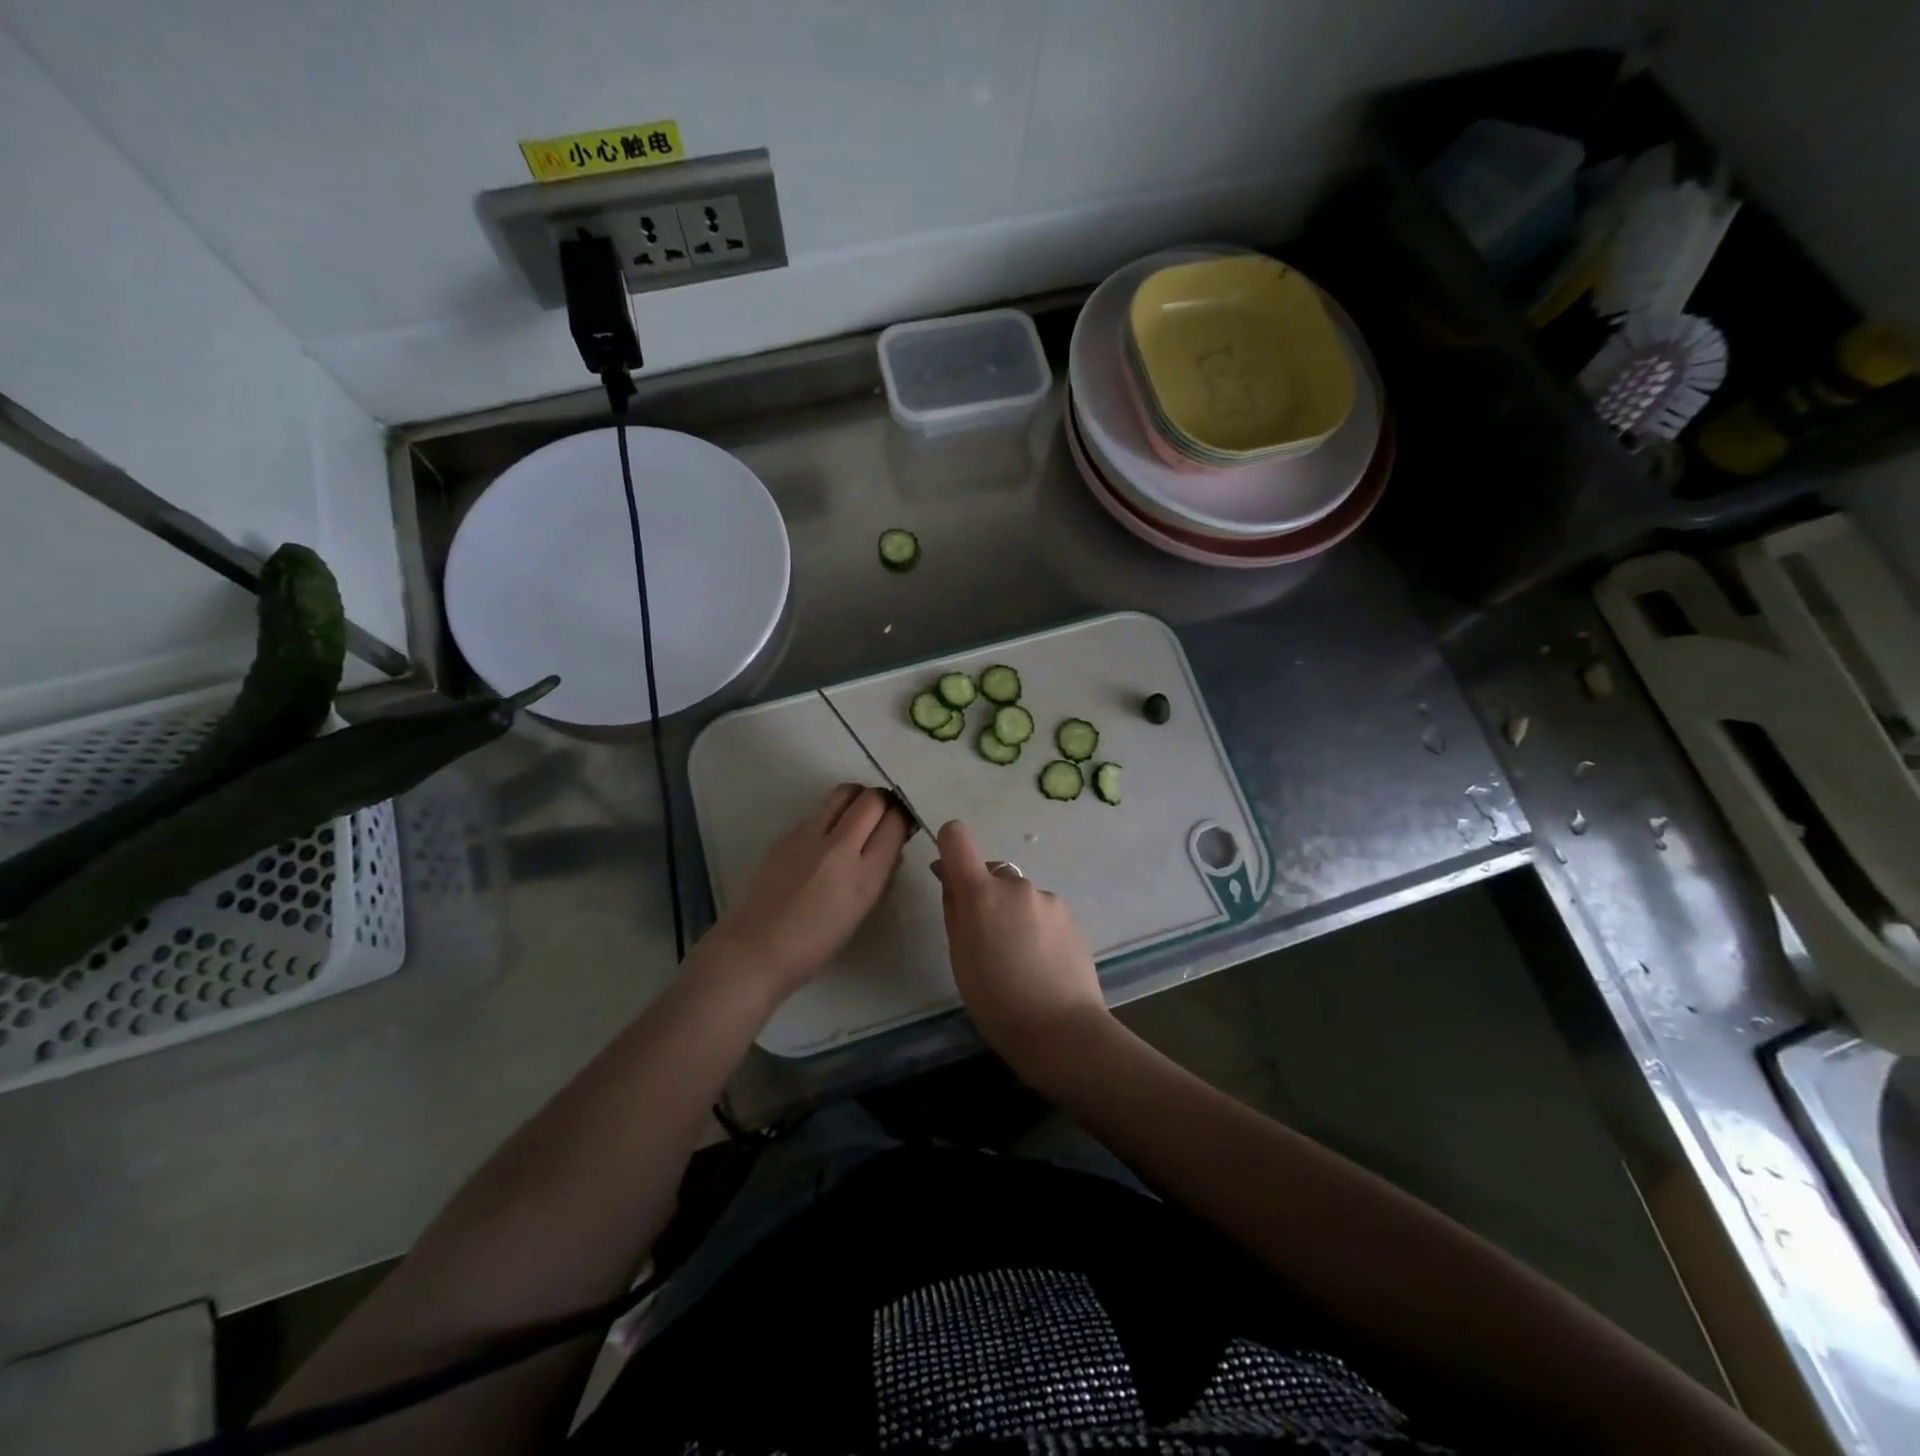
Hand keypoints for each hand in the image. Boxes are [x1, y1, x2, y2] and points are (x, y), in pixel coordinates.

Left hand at [699, 784, 911, 1000]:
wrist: (755, 950)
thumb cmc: (815, 945)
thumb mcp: (861, 912)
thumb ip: (881, 874)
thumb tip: (891, 846)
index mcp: (865, 876)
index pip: (895, 823)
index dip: (903, 818)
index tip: (901, 825)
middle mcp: (840, 848)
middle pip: (872, 799)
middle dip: (883, 801)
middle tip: (882, 814)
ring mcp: (809, 837)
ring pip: (843, 793)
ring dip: (857, 798)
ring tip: (857, 814)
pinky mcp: (786, 835)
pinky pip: (818, 812)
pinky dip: (830, 815)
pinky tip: (825, 838)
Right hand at [933, 820, 1110, 1067]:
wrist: (1061, 1030)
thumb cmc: (996, 1000)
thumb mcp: (960, 957)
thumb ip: (954, 910)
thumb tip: (950, 878)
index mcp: (981, 893)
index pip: (957, 838)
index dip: (949, 846)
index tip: (949, 873)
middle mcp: (1017, 885)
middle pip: (992, 874)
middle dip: (985, 896)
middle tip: (985, 940)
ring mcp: (1049, 899)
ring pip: (1020, 896)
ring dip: (1013, 914)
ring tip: (1018, 960)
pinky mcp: (1072, 917)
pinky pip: (1043, 913)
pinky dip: (1036, 928)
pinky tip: (1041, 964)